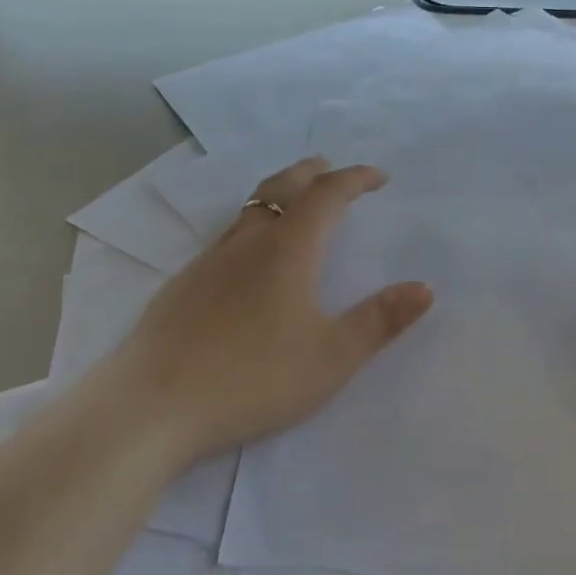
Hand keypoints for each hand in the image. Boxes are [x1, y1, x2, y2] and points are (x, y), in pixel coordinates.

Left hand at [97, 158, 434, 462]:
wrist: (151, 405)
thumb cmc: (252, 378)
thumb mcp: (331, 357)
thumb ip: (379, 321)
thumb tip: (424, 287)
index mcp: (288, 250)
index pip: (328, 195)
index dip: (356, 179)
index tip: (378, 177)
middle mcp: (248, 242)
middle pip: (282, 187)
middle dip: (312, 172)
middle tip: (331, 168)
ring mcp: (209, 261)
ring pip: (249, 208)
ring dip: (278, 193)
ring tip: (294, 202)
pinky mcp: (183, 284)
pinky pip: (227, 235)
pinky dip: (251, 224)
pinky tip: (248, 258)